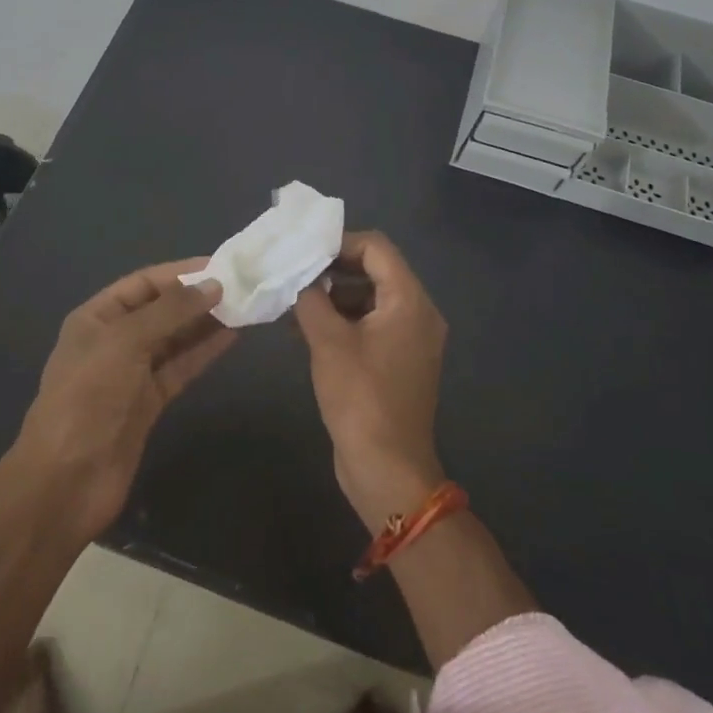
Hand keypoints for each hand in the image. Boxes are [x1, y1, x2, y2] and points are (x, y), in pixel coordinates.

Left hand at [15, 260, 236, 538]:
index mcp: (96, 318)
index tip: (220, 266)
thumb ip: (171, 311)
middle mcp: (114, 340)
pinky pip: (180, 367)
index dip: (180, 273)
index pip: (143, 283)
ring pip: (174, 339)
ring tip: (243, 307)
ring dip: (205, 323)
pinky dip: (203, 352)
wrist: (67, 479)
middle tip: (240, 286)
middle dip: (196, 297)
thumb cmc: (88, 396)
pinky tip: (231, 337)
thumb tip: (214, 286)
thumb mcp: (125, 341)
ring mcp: (131, 374)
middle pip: (161, 310)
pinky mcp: (149, 403)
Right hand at [293, 232, 447, 532]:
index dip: (339, 243)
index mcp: (410, 301)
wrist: (387, 469)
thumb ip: (311, 299)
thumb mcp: (328, 342)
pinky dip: (343, 321)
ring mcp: (411, 339)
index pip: (377, 248)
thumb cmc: (360, 398)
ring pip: (370, 298)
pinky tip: (305, 329)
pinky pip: (372, 325)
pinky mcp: (400, 362)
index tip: (303, 251)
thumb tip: (300, 278)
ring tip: (293, 303)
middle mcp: (418, 313)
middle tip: (294, 273)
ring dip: (334, 296)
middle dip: (333, 269)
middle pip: (376, 270)